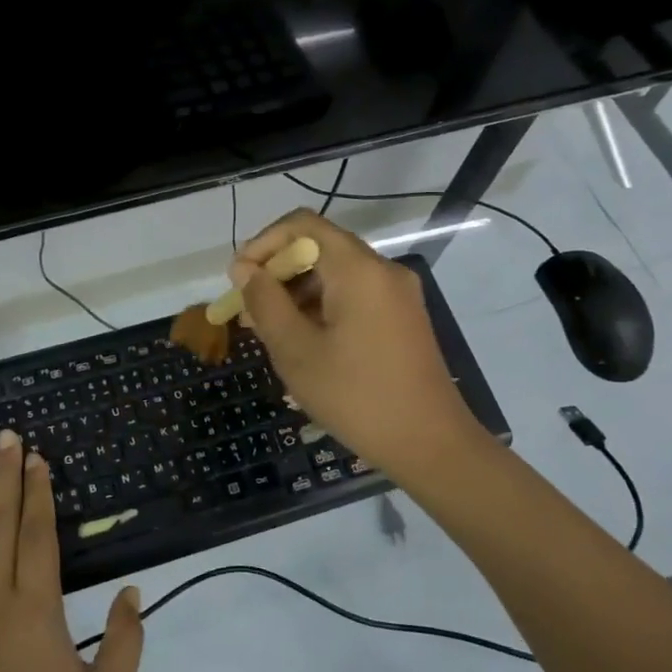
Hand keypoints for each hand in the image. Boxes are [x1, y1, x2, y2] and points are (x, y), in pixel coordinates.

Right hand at [233, 210, 491, 485]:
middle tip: (247, 311)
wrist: (431, 445)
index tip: (240, 279)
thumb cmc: (356, 396)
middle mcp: (382, 271)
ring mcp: (397, 295)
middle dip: (277, 273)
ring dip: (296, 293)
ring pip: (335, 274)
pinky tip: (301, 342)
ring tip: (267, 331)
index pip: (303, 225)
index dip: (263, 243)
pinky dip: (321, 308)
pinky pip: (353, 296)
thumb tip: (244, 269)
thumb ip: (265, 302)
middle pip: (319, 248)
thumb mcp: (296, 350)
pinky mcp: (402, 318)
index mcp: (359, 270)